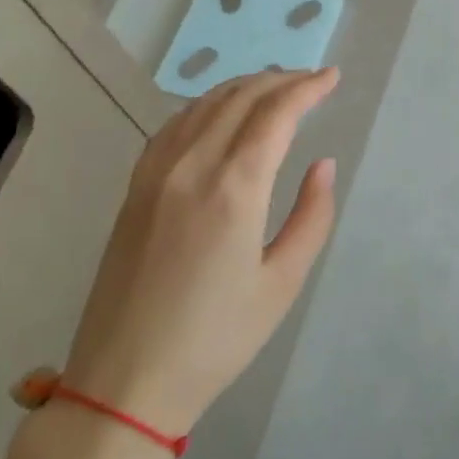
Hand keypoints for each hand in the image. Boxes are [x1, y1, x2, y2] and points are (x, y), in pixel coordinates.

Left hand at [60, 68, 339, 433]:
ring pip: (203, 105)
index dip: (307, 88)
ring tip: (275, 89)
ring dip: (244, 87)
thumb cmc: (216, 338)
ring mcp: (156, 173)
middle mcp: (191, 166)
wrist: (125, 380)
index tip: (333, 78)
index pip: (275, 114)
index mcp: (233, 188)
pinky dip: (206, 106)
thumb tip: (323, 164)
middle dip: (281, 81)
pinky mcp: (135, 188)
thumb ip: (311, 216)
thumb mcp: (282, 283)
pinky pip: (175, 125)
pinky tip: (220, 114)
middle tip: (312, 80)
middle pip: (240, 98)